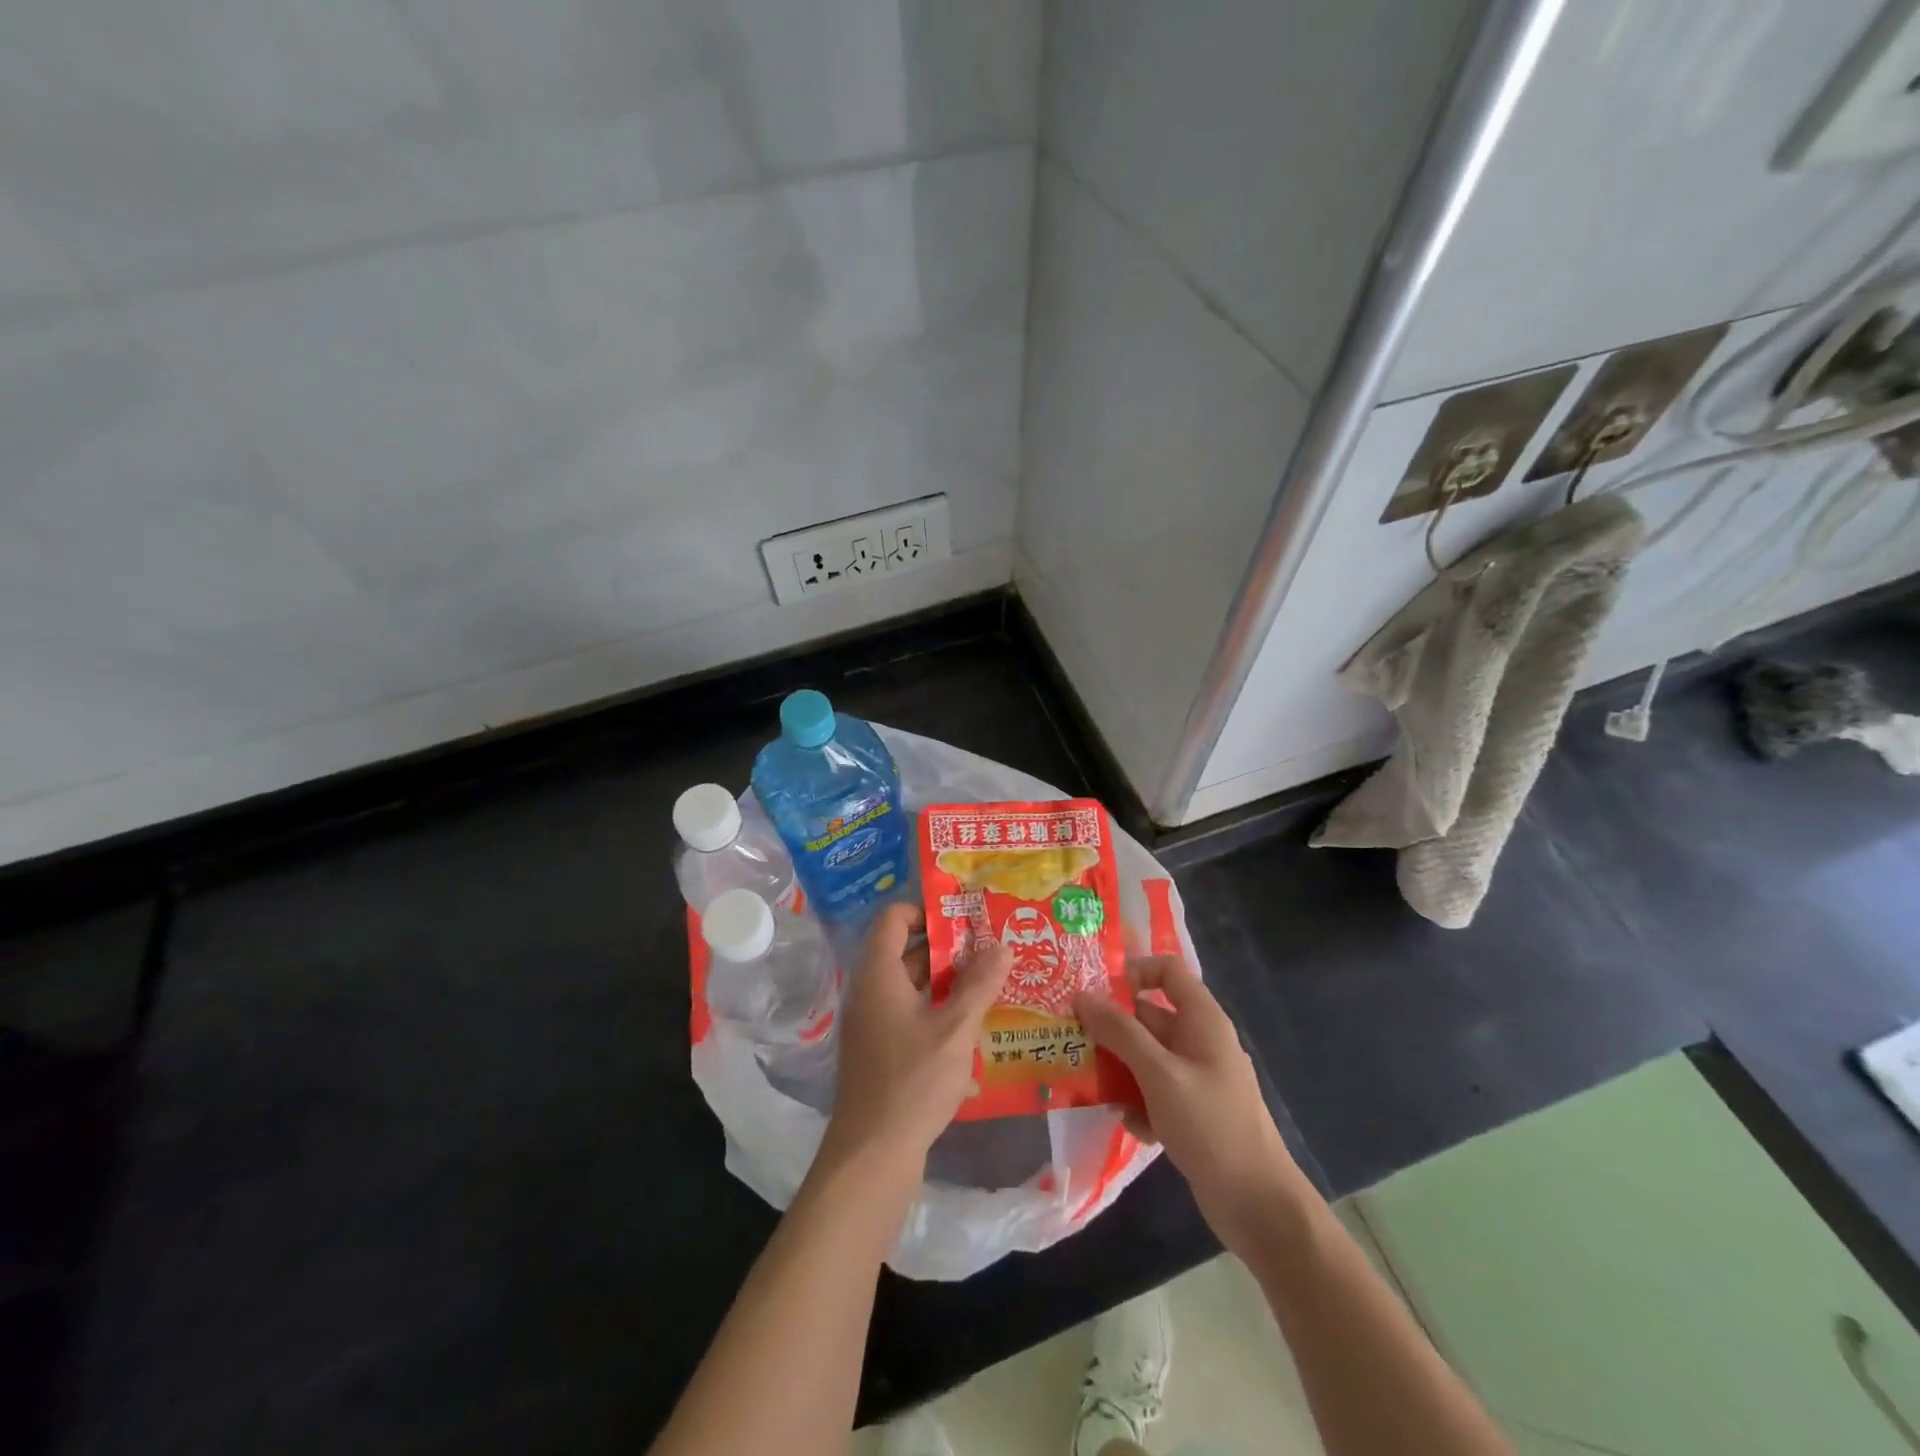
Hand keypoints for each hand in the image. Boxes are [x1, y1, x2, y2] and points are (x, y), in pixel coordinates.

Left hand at [822, 903, 1010, 1179]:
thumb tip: (1002, 945)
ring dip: (945, 980)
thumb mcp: (956, 1029)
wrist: (872, 1154)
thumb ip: (980, 984)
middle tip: (989, 948)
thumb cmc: (913, 1081)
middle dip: (946, 947)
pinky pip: (907, 1012)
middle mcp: (869, 991)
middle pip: (904, 950)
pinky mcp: (878, 1050)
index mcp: (878, 974)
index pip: (893, 918)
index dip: (926, 911)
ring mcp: (871, 1022)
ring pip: (909, 984)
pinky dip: (935, 1007)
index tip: (965, 918)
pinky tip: (970, 1023)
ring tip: (989, 981)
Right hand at [1075, 956, 1300, 1256]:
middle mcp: (1199, 1041)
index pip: (1168, 970)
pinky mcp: (1191, 1111)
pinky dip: (1139, 1103)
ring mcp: (1196, 1078)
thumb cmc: (1211, 1127)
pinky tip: (1131, 1126)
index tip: (1099, 995)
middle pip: (1148, 1016)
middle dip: (1112, 1028)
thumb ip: (1120, 1033)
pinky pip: (1154, 1091)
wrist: (1258, 1206)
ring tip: (1093, 1086)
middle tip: (1074, 1039)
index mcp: (1202, 1020)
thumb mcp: (1160, 1074)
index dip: (1134, 973)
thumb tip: (1082, 995)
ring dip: (1120, 1070)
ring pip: (1146, 1057)